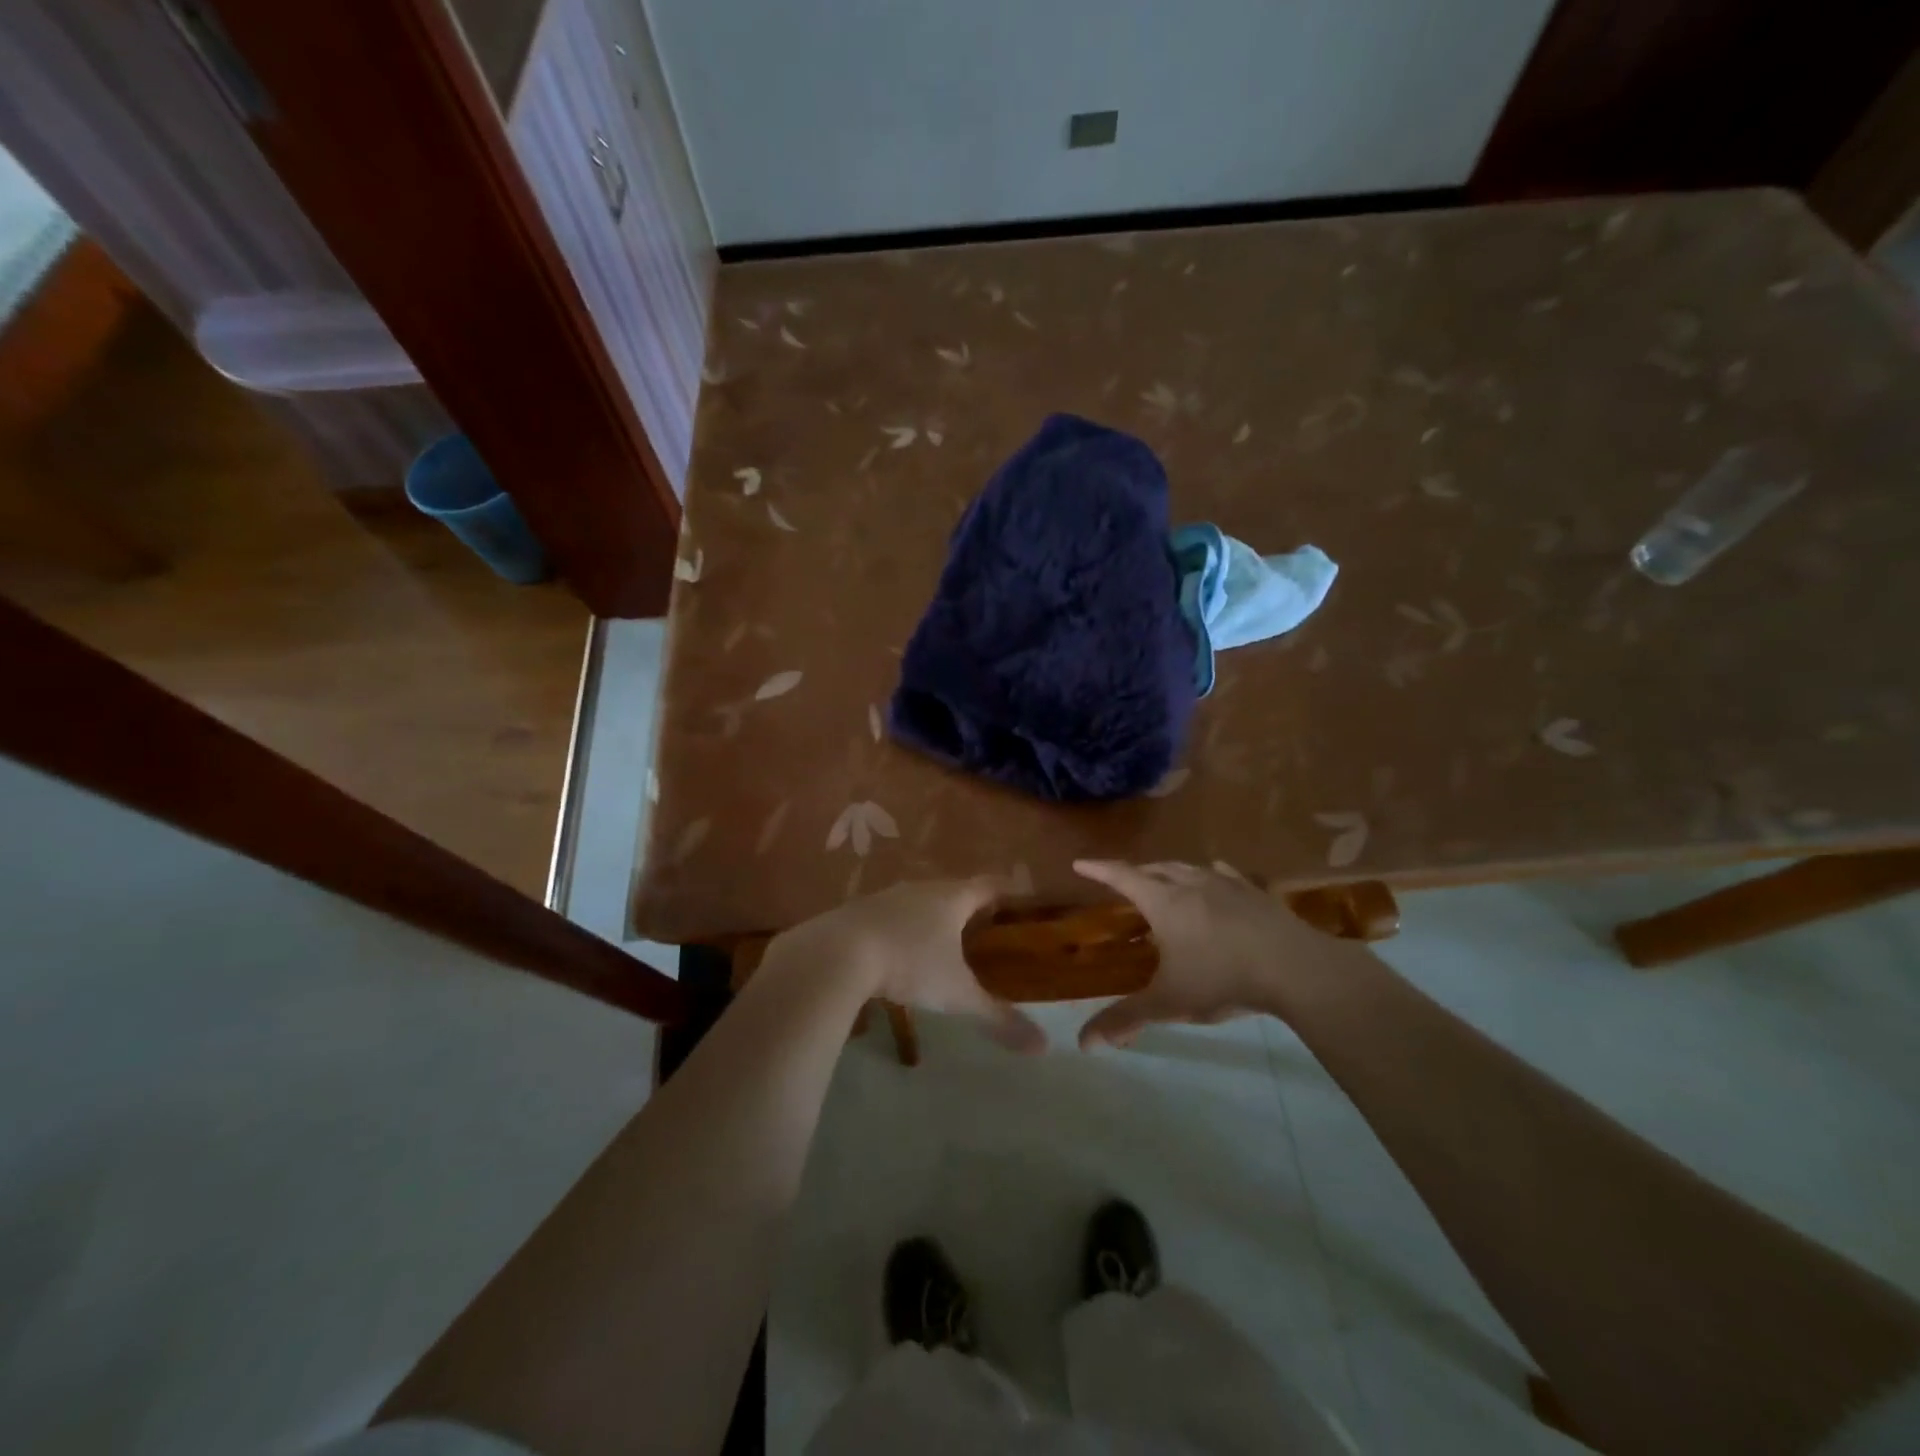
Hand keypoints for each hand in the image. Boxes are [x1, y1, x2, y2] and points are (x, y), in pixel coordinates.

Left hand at [766, 879, 1044, 1052]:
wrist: (836, 953)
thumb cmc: (909, 964)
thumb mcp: (956, 995)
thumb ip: (998, 1017)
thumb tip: (1043, 1046)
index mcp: (952, 898)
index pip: (989, 885)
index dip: (1007, 890)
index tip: (1020, 896)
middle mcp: (921, 888)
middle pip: (954, 889)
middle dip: (970, 904)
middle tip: (986, 922)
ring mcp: (887, 896)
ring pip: (919, 900)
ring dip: (932, 914)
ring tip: (943, 937)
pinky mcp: (858, 910)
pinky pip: (890, 914)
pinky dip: (901, 926)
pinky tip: (898, 948)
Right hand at [1071, 860, 1346, 1048]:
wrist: (1295, 968)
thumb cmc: (1223, 980)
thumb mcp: (1170, 1003)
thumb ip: (1126, 1019)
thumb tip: (1084, 1043)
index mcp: (1163, 902)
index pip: (1122, 877)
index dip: (1099, 870)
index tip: (1080, 863)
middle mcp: (1190, 883)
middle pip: (1155, 868)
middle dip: (1135, 872)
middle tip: (1123, 881)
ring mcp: (1226, 884)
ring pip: (1188, 867)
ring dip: (1170, 871)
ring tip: (1164, 880)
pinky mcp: (1255, 892)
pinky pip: (1224, 873)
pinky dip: (1209, 874)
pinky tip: (1215, 878)